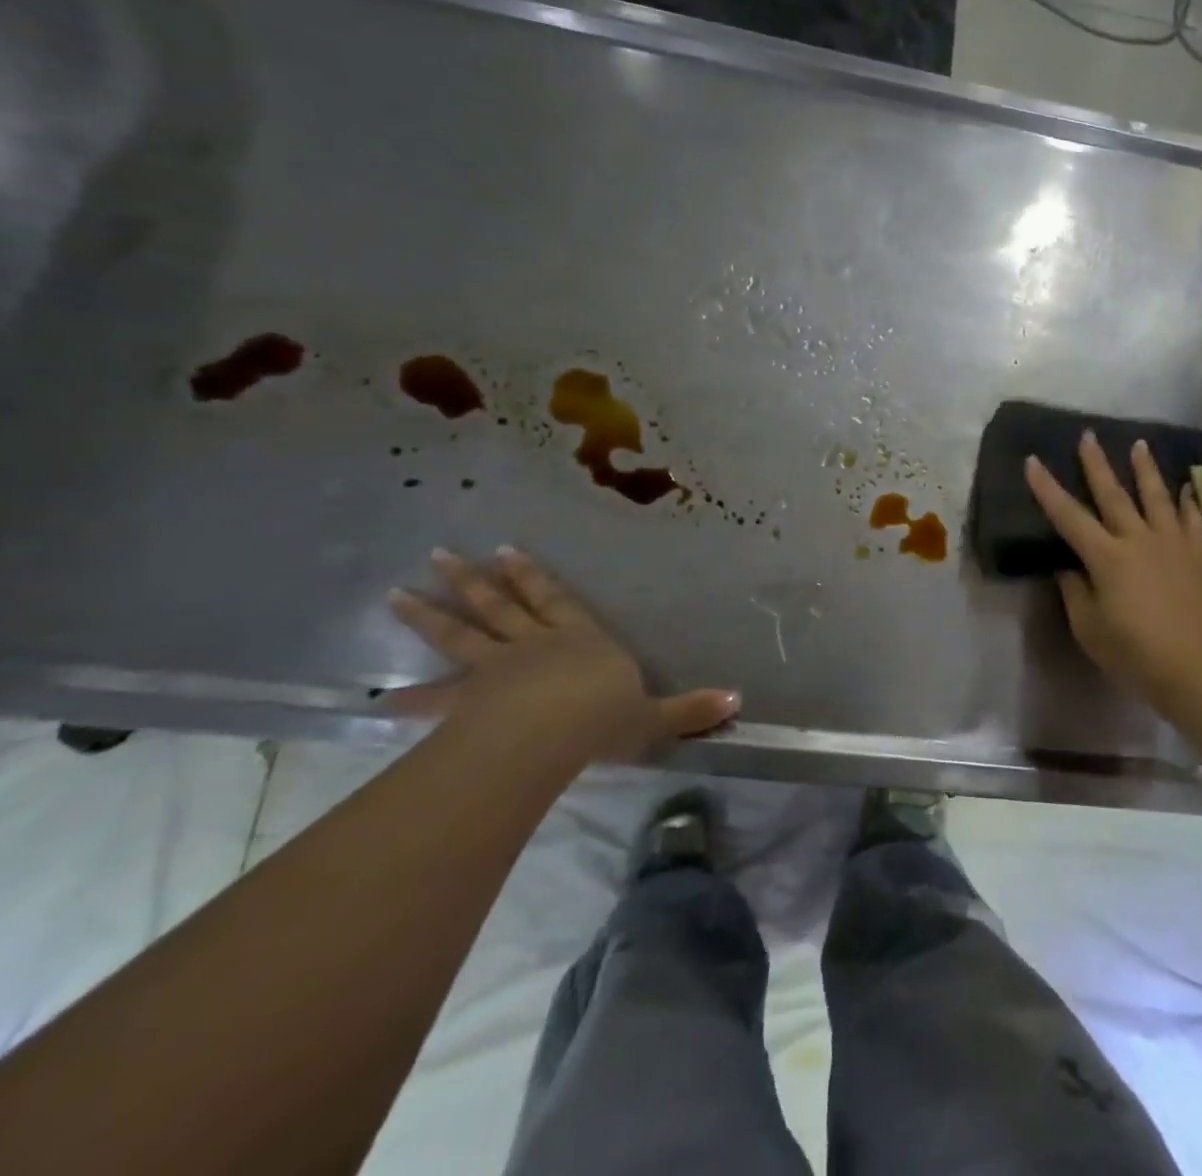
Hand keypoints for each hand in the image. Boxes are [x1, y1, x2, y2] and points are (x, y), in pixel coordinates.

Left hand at [385, 547, 738, 760]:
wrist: (554, 733)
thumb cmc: (606, 718)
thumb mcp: (656, 716)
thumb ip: (691, 709)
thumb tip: (737, 699)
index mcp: (581, 640)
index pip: (556, 601)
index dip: (533, 577)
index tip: (505, 551)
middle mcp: (536, 644)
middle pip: (501, 606)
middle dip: (473, 581)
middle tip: (441, 555)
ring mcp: (497, 668)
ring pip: (462, 634)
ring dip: (431, 613)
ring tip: (397, 592)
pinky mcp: (469, 700)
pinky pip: (435, 696)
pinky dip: (409, 697)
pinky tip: (379, 699)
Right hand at [1025, 434, 1201, 715]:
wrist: (1198, 671)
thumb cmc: (1135, 654)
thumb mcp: (1089, 629)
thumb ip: (1075, 592)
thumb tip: (1069, 567)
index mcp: (1106, 558)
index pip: (1069, 516)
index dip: (1047, 488)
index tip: (1033, 461)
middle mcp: (1138, 540)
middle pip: (1113, 494)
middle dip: (1096, 464)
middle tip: (1089, 436)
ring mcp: (1173, 544)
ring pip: (1156, 496)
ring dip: (1145, 469)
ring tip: (1140, 444)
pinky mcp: (1199, 556)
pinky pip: (1193, 520)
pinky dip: (1188, 501)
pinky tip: (1186, 488)